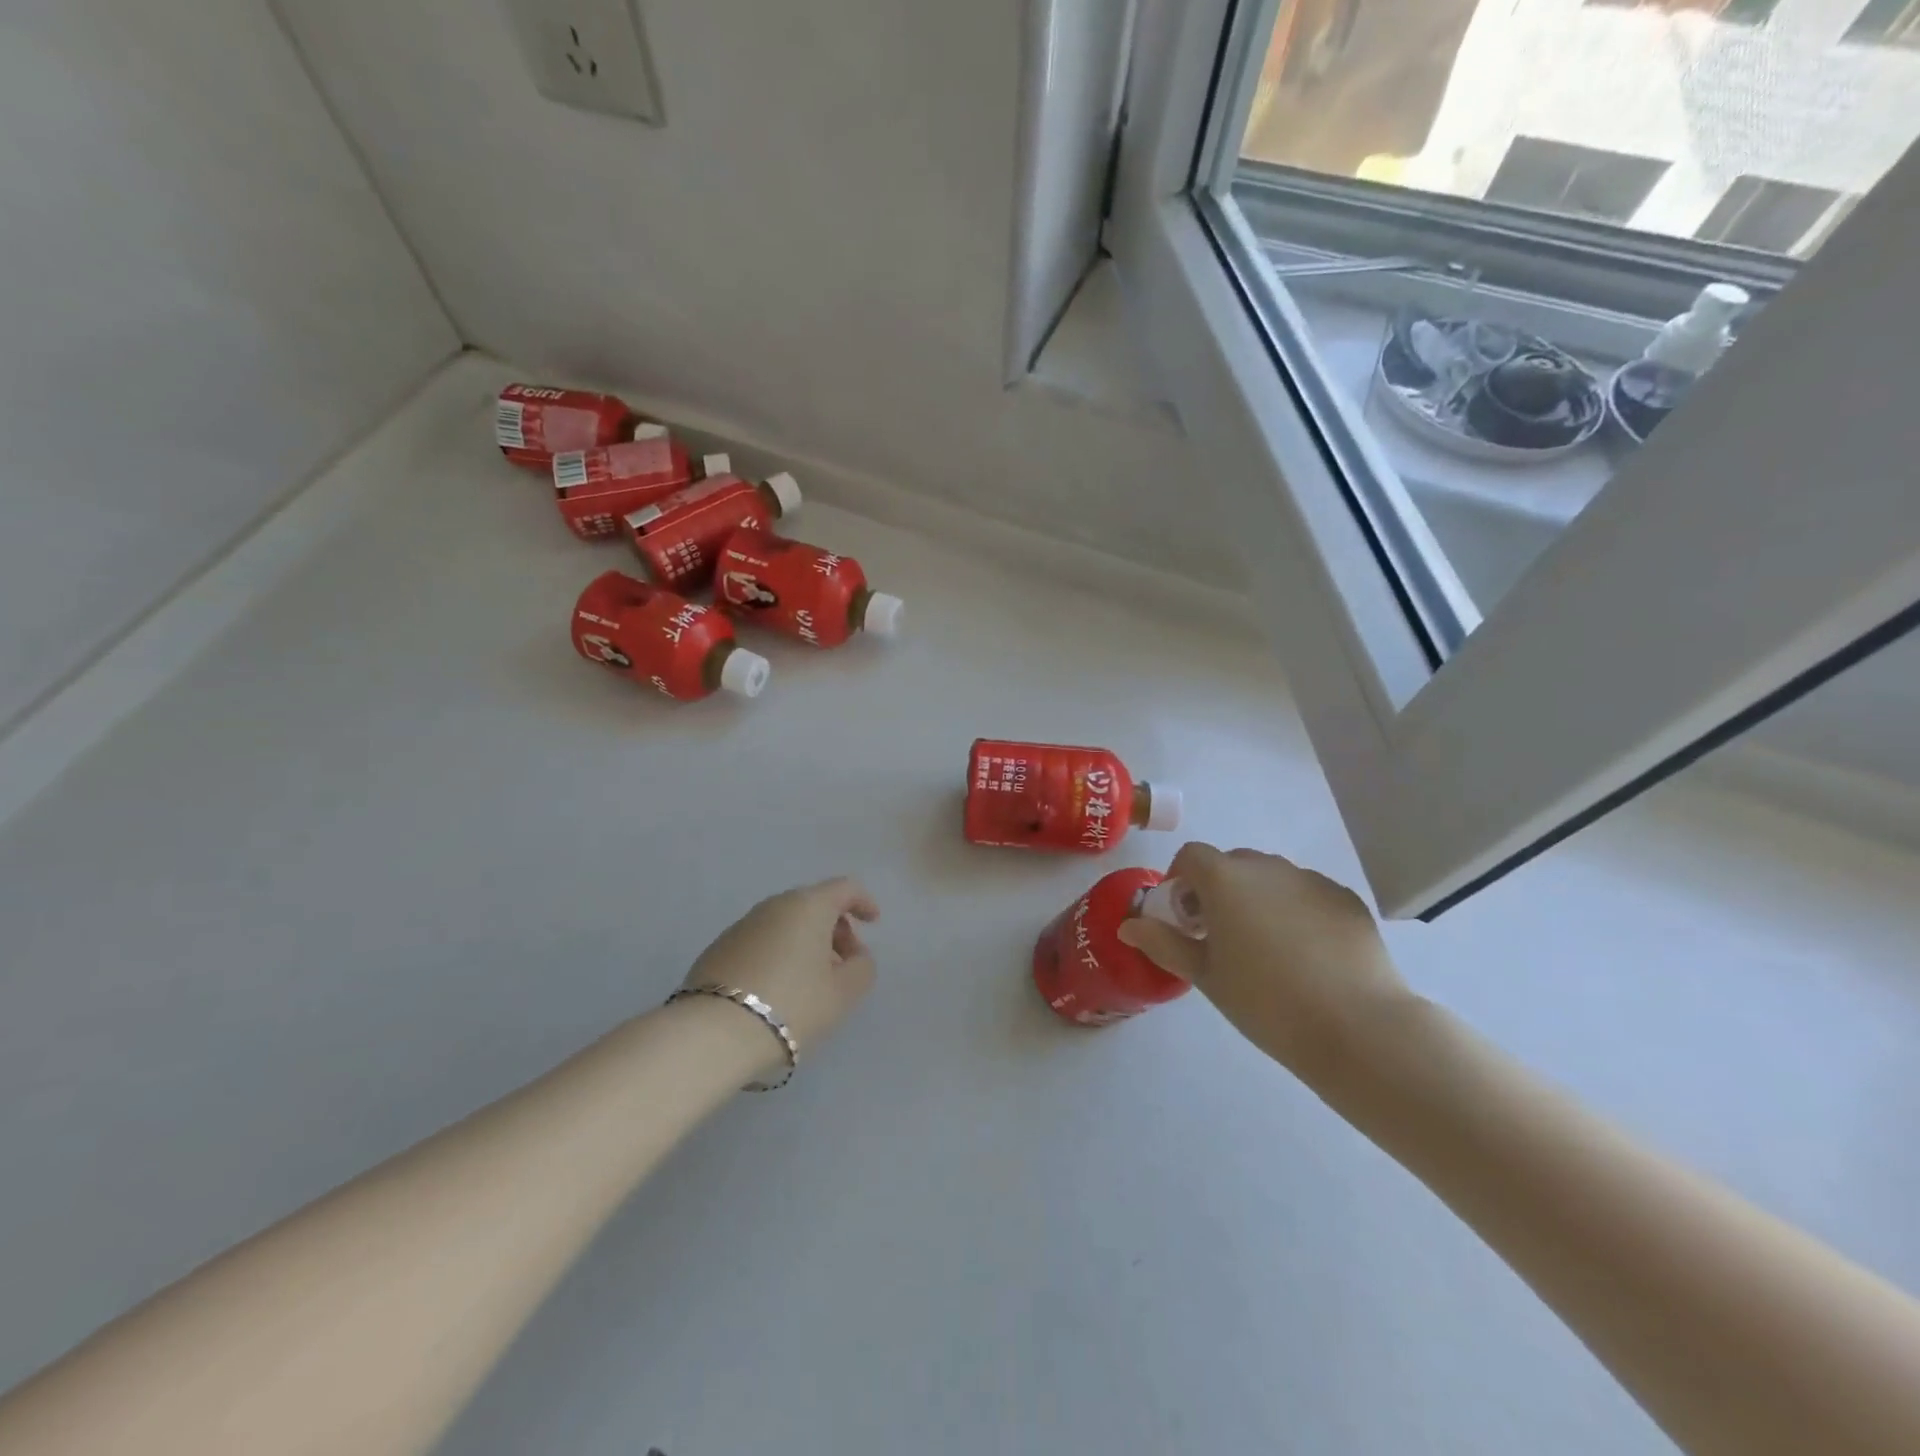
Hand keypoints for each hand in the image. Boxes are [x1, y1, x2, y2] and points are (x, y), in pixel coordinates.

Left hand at [681, 877, 879, 1073]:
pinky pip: (762, 941)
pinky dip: (779, 954)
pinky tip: (779, 989)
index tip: (873, 923)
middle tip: (844, 963)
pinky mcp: (718, 949)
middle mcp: (774, 905)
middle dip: (835, 928)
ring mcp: (742, 925)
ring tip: (812, 982)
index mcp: (808, 906)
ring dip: (805, 943)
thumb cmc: (792, 1005)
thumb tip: (854, 956)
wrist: (714, 1034)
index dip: (863, 902)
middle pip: (814, 905)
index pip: (844, 888)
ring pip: (786, 924)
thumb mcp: (844, 993)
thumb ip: (862, 967)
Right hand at [1117, 844, 1411, 1080]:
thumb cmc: (1265, 1001)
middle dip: (1218, 890)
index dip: (1180, 880)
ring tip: (1267, 948)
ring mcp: (1310, 880)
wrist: (1357, 1026)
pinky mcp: (1345, 899)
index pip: (1191, 856)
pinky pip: (1308, 894)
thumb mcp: (1206, 976)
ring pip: (1272, 878)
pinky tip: (1307, 955)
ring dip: (1258, 898)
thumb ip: (1164, 943)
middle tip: (1220, 935)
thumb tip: (1128, 925)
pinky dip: (1296, 911)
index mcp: (1225, 879)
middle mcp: (1267, 867)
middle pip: (1232, 864)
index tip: (1184, 916)